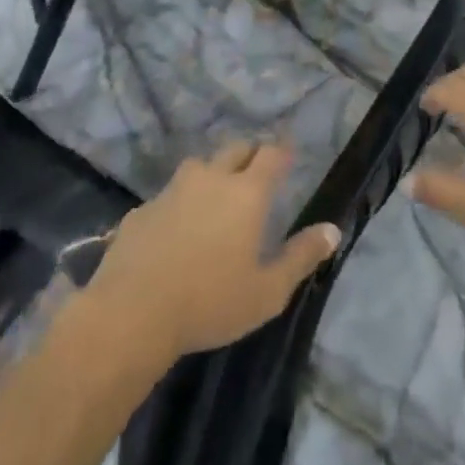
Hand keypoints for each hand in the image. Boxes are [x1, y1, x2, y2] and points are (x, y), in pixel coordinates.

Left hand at [82, 141, 339, 364]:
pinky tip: (174, 230)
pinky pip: (167, 196)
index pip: (271, 154)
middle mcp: (211, 179)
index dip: (282, 152)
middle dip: (249, 154)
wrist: (130, 315)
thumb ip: (302, 257)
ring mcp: (172, 191)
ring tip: (215, 197)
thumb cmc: (210, 302)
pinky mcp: (141, 211)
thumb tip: (333, 230)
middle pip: (235, 149)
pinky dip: (177, 204)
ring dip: (211, 174)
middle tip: (255, 173)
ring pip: (198, 167)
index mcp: (246, 193)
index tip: (289, 155)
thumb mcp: (267, 291)